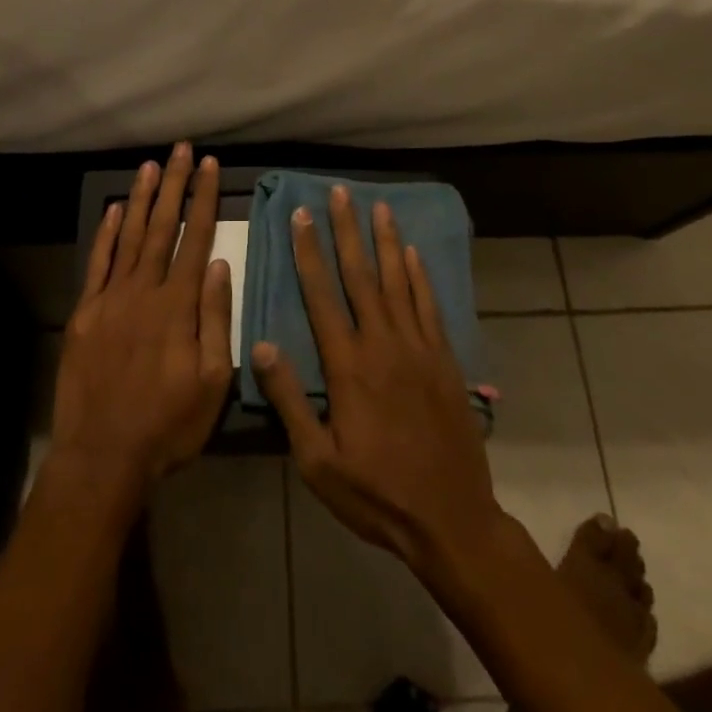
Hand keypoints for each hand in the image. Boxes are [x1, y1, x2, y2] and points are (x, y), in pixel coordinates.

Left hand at [51, 143, 233, 497]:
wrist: (102, 455)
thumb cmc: (167, 424)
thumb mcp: (212, 382)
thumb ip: (216, 319)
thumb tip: (220, 265)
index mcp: (178, 306)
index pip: (195, 238)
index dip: (204, 199)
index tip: (210, 166)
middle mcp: (144, 291)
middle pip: (162, 227)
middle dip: (175, 185)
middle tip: (181, 150)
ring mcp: (110, 299)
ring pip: (130, 236)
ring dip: (143, 199)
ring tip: (152, 166)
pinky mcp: (85, 313)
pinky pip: (98, 263)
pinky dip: (107, 233)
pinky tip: (115, 210)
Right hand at [252, 186, 505, 577]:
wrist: (451, 519)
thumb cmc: (376, 494)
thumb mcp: (318, 461)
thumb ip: (289, 400)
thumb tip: (260, 345)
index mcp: (348, 366)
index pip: (322, 295)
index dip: (309, 252)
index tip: (301, 215)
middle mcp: (383, 344)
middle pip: (361, 275)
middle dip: (347, 230)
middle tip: (339, 192)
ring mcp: (418, 349)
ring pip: (398, 281)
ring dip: (386, 241)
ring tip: (378, 206)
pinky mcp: (444, 360)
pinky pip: (429, 307)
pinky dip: (421, 276)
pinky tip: (413, 253)